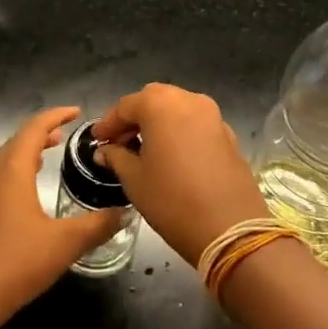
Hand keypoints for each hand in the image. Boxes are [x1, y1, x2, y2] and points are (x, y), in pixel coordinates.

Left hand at [0, 106, 123, 324]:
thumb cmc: (17, 263)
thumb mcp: (65, 243)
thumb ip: (96, 225)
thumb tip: (123, 212)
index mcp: (12, 171)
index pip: (34, 128)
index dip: (56, 116)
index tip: (76, 112)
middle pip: (17, 141)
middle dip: (42, 132)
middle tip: (66, 133)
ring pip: (5, 160)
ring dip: (28, 151)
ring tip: (50, 154)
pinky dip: (18, 171)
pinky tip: (29, 191)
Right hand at [91, 84, 267, 265]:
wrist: (229, 228)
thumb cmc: (171, 199)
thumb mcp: (134, 179)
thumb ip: (116, 157)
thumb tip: (105, 150)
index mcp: (161, 104)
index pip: (126, 106)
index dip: (108, 124)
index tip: (97, 140)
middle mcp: (188, 100)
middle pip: (154, 100)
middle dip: (135, 118)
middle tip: (120, 143)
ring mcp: (213, 115)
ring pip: (177, 110)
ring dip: (158, 123)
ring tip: (145, 150)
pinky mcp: (228, 134)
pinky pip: (196, 124)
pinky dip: (180, 132)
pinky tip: (172, 157)